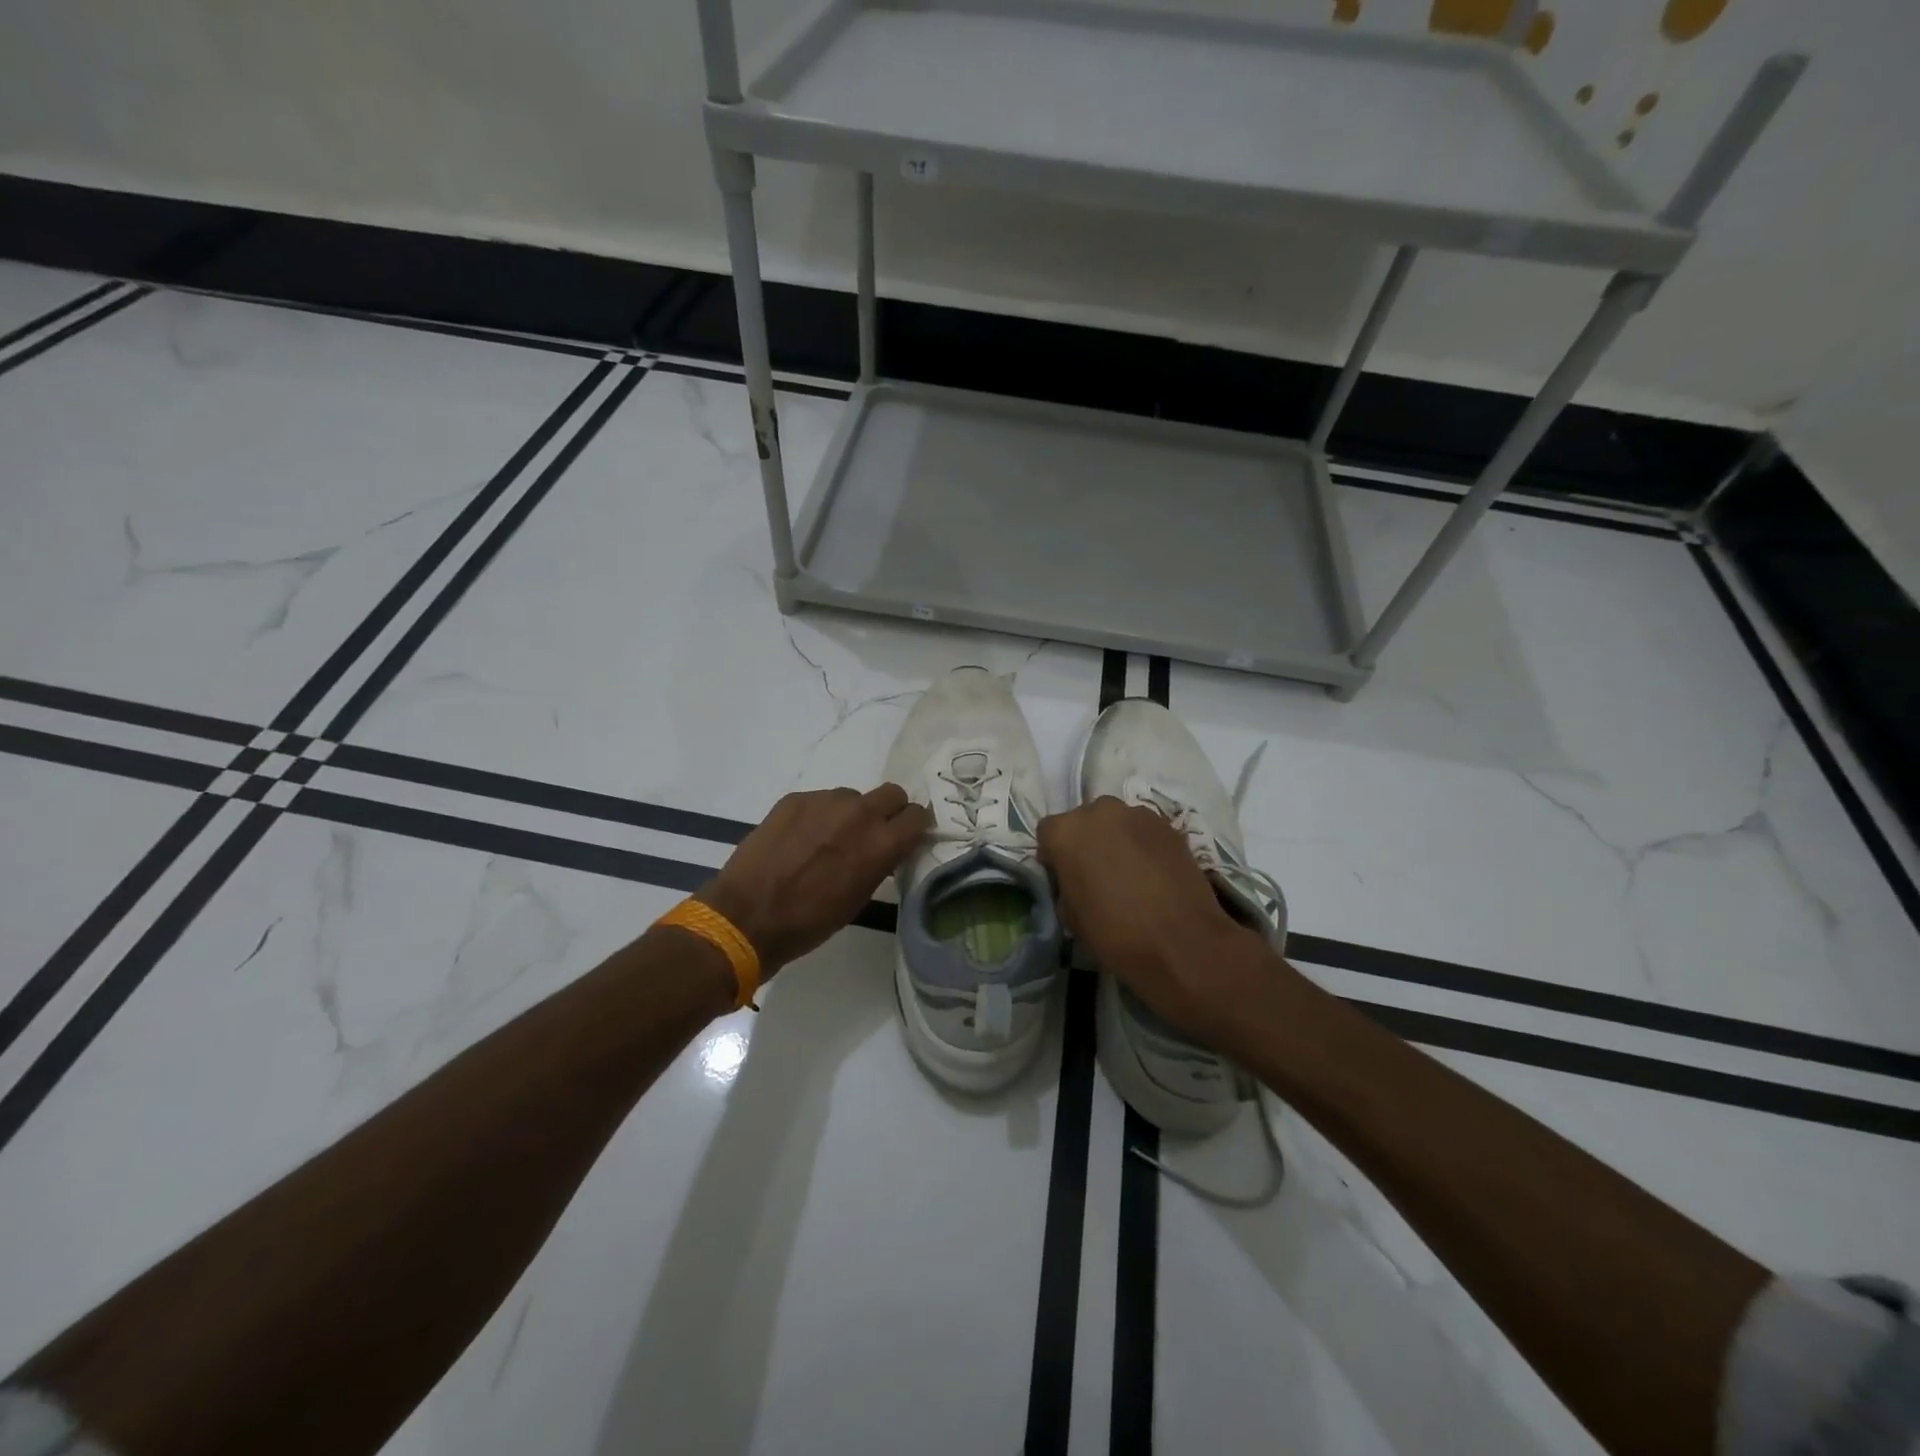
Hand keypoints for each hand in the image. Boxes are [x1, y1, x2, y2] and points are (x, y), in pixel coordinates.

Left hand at [698, 785, 927, 974]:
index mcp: (882, 843)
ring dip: (849, 814)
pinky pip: (820, 800)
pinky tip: (799, 840)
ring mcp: (825, 801)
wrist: (747, 915)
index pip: (918, 816)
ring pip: (852, 797)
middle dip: (888, 811)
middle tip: (871, 834)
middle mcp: (860, 813)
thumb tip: (887, 849)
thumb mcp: (859, 897)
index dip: (913, 827)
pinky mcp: (795, 798)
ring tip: (826, 841)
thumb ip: (880, 864)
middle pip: (892, 793)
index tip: (905, 838)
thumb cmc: (809, 921)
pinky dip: (817, 816)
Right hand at [1037, 796, 1265, 1043]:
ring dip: (1116, 841)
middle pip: (1084, 821)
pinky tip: (1153, 876)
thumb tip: (1075, 880)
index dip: (1054, 856)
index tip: (1064, 878)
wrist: (1181, 942)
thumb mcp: (1069, 916)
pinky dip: (1144, 846)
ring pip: (1116, 823)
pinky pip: (1144, 831)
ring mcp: (1137, 814)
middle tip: (1097, 875)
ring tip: (1129, 876)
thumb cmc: (1114, 933)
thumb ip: (1065, 885)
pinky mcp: (1168, 826)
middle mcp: (1099, 811)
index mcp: (1066, 831)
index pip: (1048, 833)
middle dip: (1086, 842)